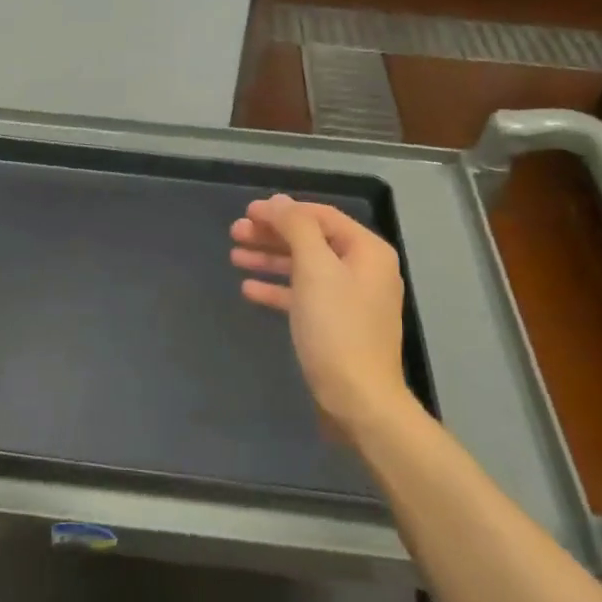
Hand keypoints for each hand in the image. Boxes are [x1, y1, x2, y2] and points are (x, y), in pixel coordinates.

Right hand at [230, 195, 412, 435]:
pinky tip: (249, 289)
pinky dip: (278, 289)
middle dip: (272, 235)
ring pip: (304, 269)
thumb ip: (297, 228)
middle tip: (234, 233)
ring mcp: (350, 300)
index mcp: (367, 251)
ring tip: (234, 257)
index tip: (247, 212)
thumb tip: (279, 202)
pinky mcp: (336, 326)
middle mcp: (363, 270)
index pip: (321, 216)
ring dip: (270, 260)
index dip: (283, 211)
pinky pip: (303, 297)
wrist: (357, 399)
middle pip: (311, 241)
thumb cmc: (336, 328)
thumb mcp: (315, 269)